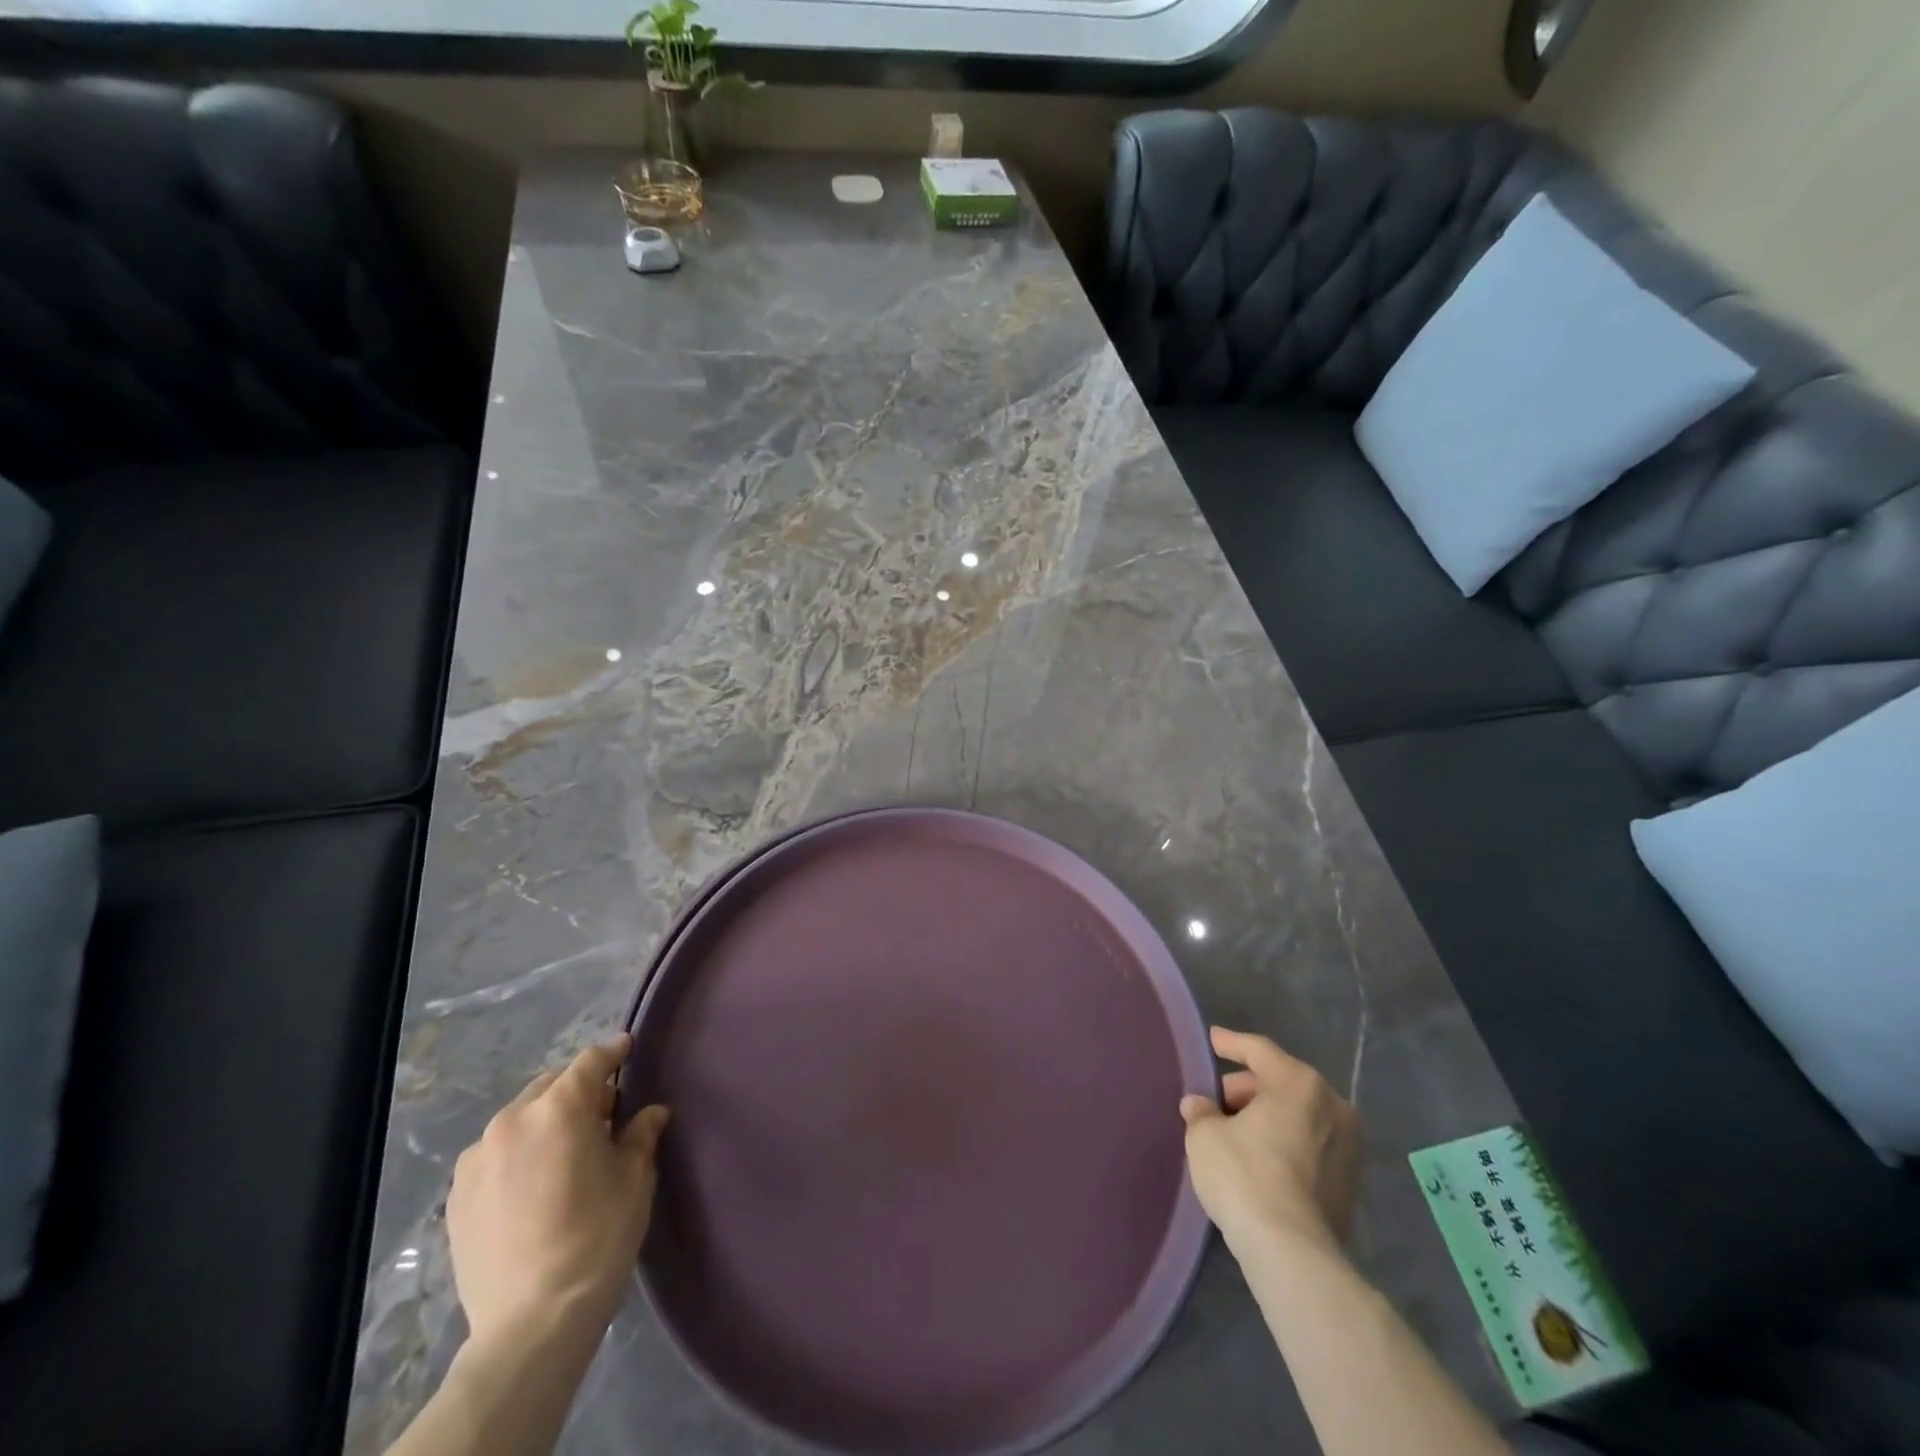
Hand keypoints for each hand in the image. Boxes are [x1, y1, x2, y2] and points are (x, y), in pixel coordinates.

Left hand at [446, 1035, 669, 1352]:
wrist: (531, 1324)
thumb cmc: (596, 1238)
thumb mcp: (634, 1179)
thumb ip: (640, 1134)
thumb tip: (651, 1113)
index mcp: (559, 1109)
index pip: (591, 1062)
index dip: (614, 1052)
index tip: (628, 1048)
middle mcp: (512, 1121)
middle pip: (552, 1086)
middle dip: (579, 1092)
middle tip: (604, 1115)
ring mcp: (477, 1159)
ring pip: (521, 1119)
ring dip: (545, 1123)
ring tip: (565, 1154)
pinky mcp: (457, 1196)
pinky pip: (496, 1154)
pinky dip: (519, 1154)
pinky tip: (535, 1184)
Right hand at [1178, 1026, 1359, 1259]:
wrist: (1293, 1253)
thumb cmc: (1245, 1176)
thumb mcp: (1205, 1136)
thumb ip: (1201, 1112)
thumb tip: (1199, 1105)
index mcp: (1299, 1083)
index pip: (1259, 1050)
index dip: (1231, 1043)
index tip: (1212, 1039)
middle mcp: (1333, 1106)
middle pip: (1282, 1082)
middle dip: (1248, 1088)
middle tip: (1218, 1100)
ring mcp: (1349, 1147)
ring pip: (1299, 1115)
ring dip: (1268, 1117)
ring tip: (1235, 1131)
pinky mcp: (1351, 1184)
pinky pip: (1311, 1145)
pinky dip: (1285, 1142)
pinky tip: (1259, 1158)